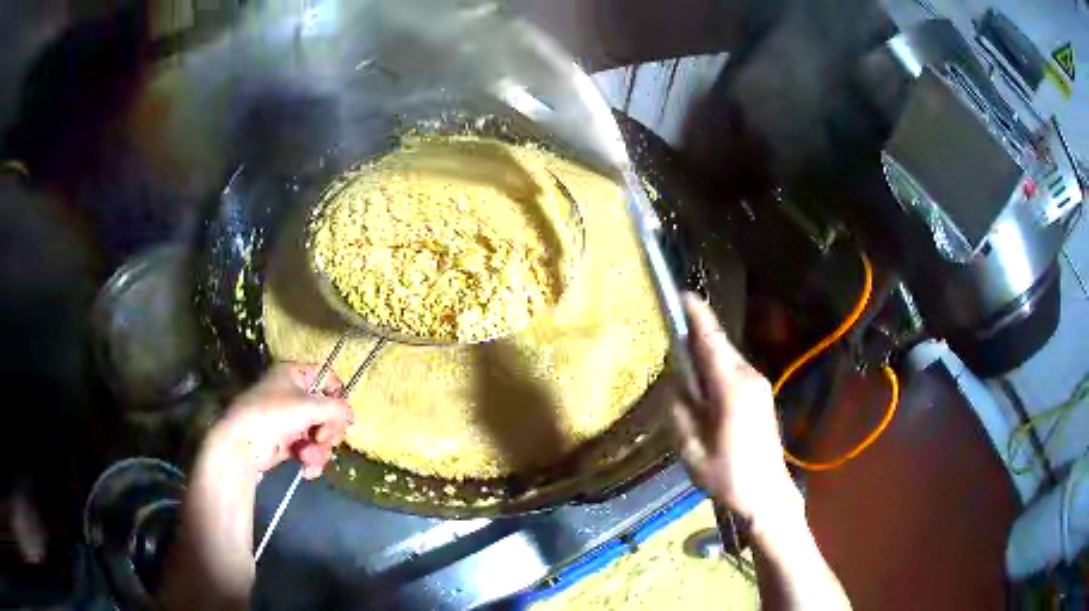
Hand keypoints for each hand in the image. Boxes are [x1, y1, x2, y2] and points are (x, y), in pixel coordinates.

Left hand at [160, 364, 352, 609]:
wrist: (241, 444)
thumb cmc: (271, 414)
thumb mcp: (307, 406)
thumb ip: (335, 408)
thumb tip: (351, 415)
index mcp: (294, 374)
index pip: (326, 377)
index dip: (337, 396)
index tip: (341, 415)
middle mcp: (292, 395)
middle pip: (326, 411)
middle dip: (327, 431)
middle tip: (323, 439)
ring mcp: (289, 420)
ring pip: (319, 434)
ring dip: (319, 450)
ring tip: (309, 458)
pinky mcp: (286, 443)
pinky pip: (309, 449)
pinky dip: (311, 461)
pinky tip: (306, 469)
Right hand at [672, 294, 802, 532]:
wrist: (767, 495)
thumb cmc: (728, 476)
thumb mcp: (691, 450)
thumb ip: (680, 412)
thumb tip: (676, 384)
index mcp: (731, 389)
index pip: (712, 341)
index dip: (697, 316)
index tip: (682, 294)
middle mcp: (749, 379)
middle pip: (720, 345)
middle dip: (697, 334)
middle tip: (670, 332)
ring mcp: (759, 386)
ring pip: (728, 358)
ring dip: (706, 353)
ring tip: (682, 359)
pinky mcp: (761, 396)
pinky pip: (734, 371)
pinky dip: (716, 368)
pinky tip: (703, 384)